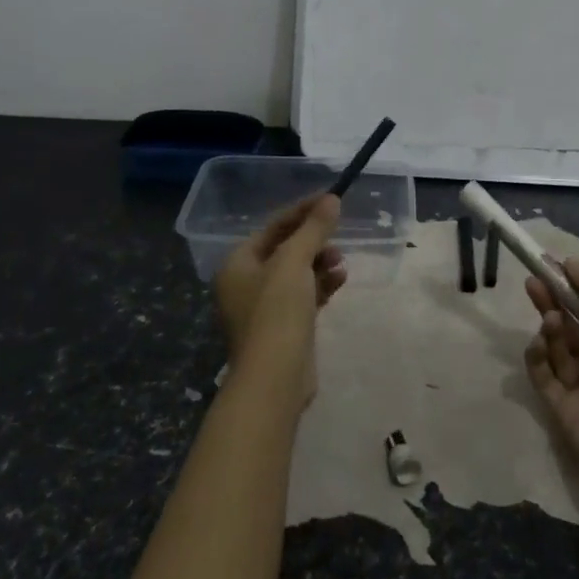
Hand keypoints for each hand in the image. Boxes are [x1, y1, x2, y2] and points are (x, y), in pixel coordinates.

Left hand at [214, 195, 346, 404]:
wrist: (274, 379)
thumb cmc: (276, 312)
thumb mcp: (294, 262)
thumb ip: (313, 229)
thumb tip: (331, 199)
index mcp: (238, 264)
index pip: (272, 227)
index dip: (302, 211)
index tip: (331, 199)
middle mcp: (245, 283)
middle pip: (284, 249)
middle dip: (313, 241)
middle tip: (337, 237)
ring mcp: (263, 309)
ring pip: (296, 274)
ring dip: (319, 263)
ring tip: (341, 262)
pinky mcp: (283, 328)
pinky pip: (303, 296)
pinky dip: (321, 286)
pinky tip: (340, 281)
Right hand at [524, 259, 578, 505]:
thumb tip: (572, 263)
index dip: (575, 289)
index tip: (553, 266)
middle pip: (571, 326)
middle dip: (553, 303)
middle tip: (533, 281)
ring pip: (556, 349)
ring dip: (550, 329)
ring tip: (550, 320)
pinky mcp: (559, 408)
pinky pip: (542, 375)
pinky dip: (537, 358)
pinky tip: (538, 344)